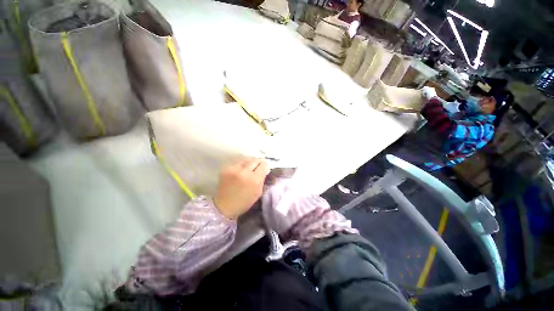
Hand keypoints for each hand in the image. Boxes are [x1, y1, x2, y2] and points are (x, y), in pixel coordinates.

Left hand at [214, 158, 269, 219]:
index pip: (263, 164)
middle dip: (258, 163)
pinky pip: (237, 162)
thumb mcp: (258, 192)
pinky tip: (240, 170)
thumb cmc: (244, 202)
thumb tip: (264, 169)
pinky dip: (241, 165)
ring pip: (246, 159)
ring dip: (249, 163)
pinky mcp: (226, 168)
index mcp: (254, 180)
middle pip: (255, 160)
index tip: (264, 168)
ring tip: (249, 168)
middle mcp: (245, 172)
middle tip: (257, 167)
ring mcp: (234, 169)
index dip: (265, 166)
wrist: (225, 206)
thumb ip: (262, 179)